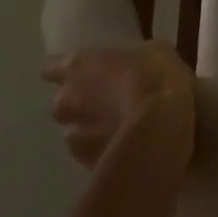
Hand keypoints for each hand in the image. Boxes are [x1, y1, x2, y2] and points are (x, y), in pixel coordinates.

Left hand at [42, 42, 194, 168]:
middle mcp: (66, 100)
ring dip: (92, 130)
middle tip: (110, 104)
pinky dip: (104, 152)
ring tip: (121, 132)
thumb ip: (133, 60)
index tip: (82, 75)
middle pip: (63, 103)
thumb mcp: (155, 52)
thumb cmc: (159, 79)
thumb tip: (138, 66)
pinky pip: (91, 155)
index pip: (52, 68)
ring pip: (76, 132)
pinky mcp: (85, 164)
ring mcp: (73, 135)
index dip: (67, 73)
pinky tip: (127, 151)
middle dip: (81, 104)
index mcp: (77, 66)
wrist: (165, 129)